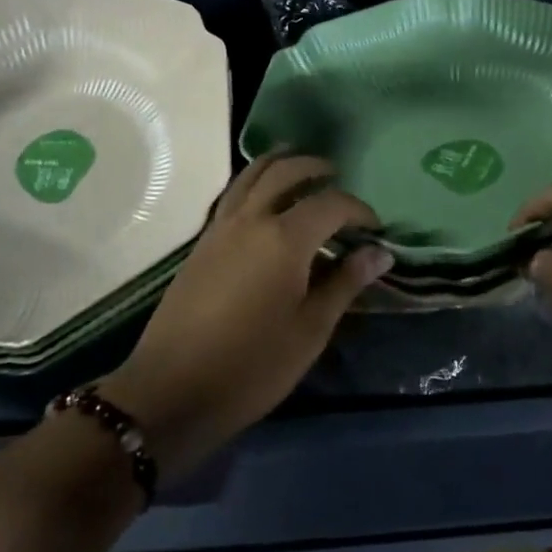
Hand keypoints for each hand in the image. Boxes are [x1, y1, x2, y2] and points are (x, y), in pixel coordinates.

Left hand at [102, 154, 391, 479]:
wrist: (172, 389)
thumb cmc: (252, 365)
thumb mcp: (310, 330)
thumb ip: (345, 283)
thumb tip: (379, 253)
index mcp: (284, 238)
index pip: (330, 204)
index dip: (358, 210)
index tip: (374, 229)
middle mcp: (251, 219)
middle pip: (285, 172)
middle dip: (314, 168)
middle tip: (335, 175)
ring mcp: (221, 227)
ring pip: (252, 174)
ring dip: (279, 162)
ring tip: (299, 167)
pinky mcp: (202, 242)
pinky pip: (233, 193)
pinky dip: (254, 181)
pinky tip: (264, 199)